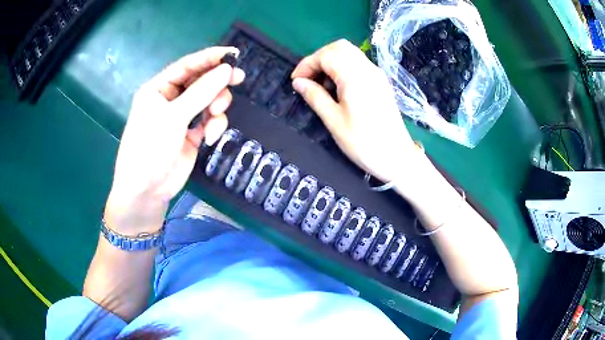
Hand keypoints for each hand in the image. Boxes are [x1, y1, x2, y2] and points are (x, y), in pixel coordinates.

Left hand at [105, 47, 244, 234]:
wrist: (146, 190)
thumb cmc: (149, 148)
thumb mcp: (173, 117)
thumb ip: (201, 92)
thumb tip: (227, 69)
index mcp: (159, 88)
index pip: (187, 66)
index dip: (209, 58)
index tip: (233, 54)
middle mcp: (170, 99)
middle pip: (200, 81)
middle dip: (217, 82)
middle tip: (238, 79)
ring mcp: (182, 117)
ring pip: (208, 100)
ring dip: (217, 106)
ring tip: (217, 114)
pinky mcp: (192, 134)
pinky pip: (210, 120)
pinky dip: (214, 125)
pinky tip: (210, 136)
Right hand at [291, 40, 423, 184]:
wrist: (396, 156)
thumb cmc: (363, 143)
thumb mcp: (334, 121)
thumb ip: (315, 96)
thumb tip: (298, 82)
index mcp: (355, 77)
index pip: (326, 55)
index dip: (307, 64)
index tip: (296, 80)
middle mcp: (368, 69)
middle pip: (339, 47)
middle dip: (319, 58)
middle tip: (308, 78)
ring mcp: (377, 74)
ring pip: (350, 53)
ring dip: (331, 61)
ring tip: (322, 83)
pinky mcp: (381, 81)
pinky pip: (359, 63)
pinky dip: (344, 66)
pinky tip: (338, 86)